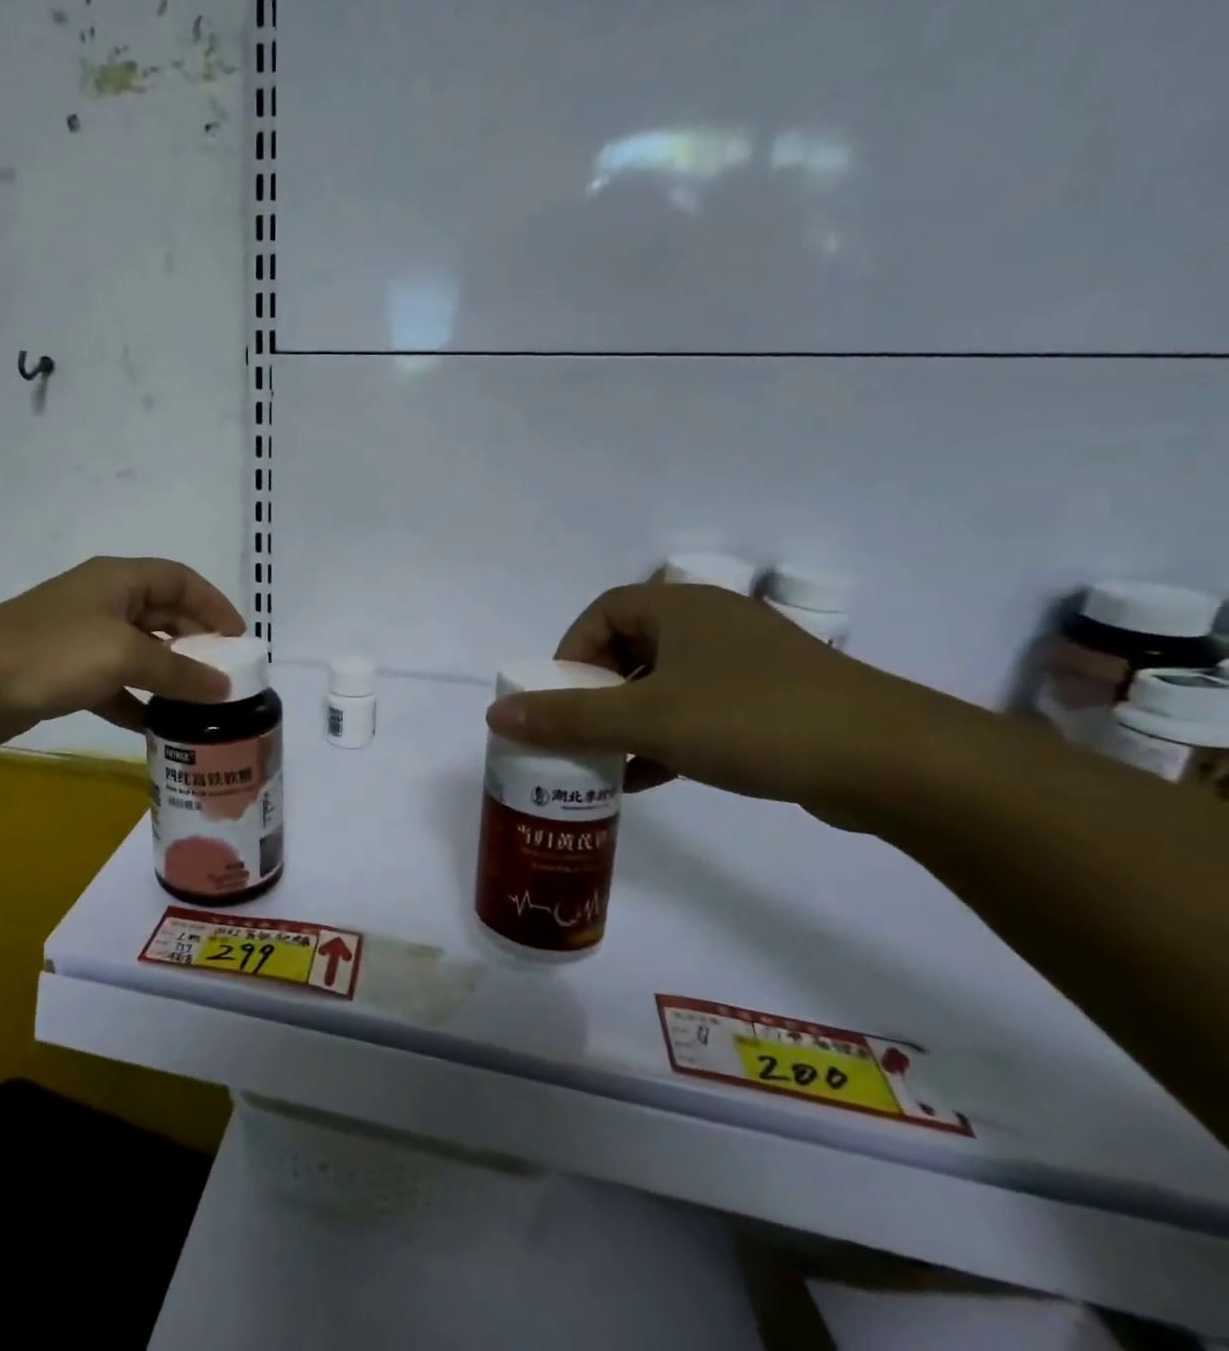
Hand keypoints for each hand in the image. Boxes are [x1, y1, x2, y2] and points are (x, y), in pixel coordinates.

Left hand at [0, 556, 245, 746]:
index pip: (181, 579)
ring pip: (140, 650)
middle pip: (163, 614)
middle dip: (196, 642)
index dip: (215, 604)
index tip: (240, 639)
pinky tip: (152, 725)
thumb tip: (224, 687)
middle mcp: (103, 600)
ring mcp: (81, 636)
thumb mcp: (125, 655)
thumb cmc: (54, 654)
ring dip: (168, 674)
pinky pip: (114, 682)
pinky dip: (135, 699)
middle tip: (225, 675)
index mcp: (119, 579)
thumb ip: (178, 670)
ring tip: (199, 703)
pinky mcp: (64, 671)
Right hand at [484, 582, 954, 819]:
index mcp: (681, 608)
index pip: (602, 613)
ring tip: (607, 761)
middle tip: (580, 732)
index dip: (570, 653)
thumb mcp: (645, 719)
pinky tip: (651, 777)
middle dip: (596, 692)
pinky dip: (666, 737)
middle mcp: (712, 624)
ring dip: (629, 720)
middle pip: (629, 649)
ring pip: (663, 684)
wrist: (891, 763)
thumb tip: (496, 713)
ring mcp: (746, 663)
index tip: (560, 699)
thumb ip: (567, 717)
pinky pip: (697, 710)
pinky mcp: (772, 702)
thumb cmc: (752, 720)